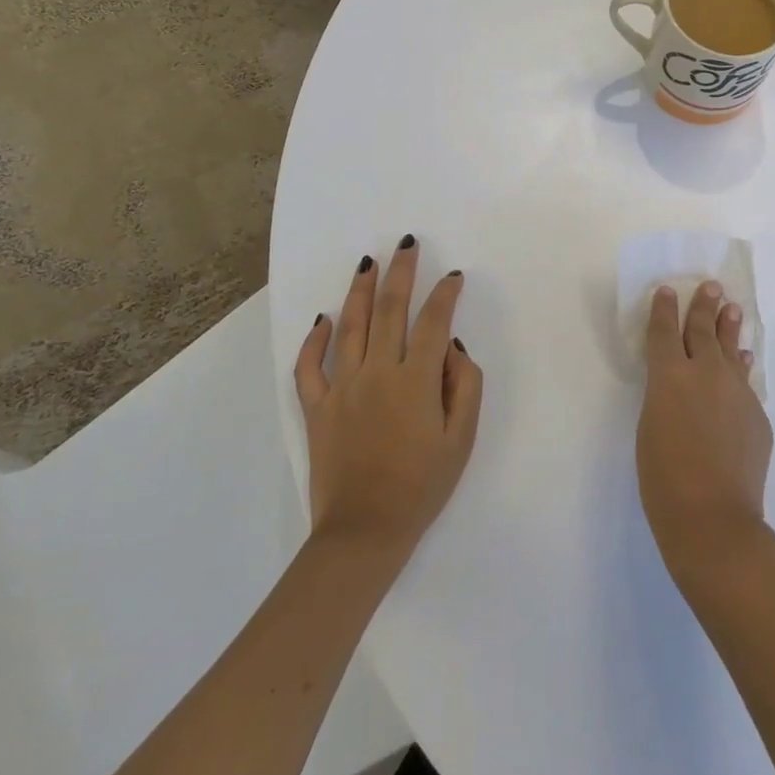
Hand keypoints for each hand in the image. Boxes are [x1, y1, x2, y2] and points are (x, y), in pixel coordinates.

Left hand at [295, 235, 483, 558]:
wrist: (365, 531)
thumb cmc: (423, 485)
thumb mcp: (462, 439)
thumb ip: (465, 385)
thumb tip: (452, 346)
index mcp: (416, 379)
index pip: (433, 321)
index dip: (445, 294)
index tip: (453, 277)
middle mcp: (377, 372)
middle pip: (389, 309)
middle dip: (401, 272)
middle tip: (406, 244)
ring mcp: (342, 387)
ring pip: (350, 326)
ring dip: (360, 290)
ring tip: (368, 263)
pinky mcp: (317, 408)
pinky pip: (309, 367)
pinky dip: (313, 340)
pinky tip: (321, 319)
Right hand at [637, 282, 773, 583]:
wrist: (713, 516)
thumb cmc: (663, 477)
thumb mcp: (650, 426)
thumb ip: (665, 396)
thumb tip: (680, 385)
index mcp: (670, 375)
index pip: (665, 331)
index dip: (664, 309)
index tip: (666, 290)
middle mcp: (706, 373)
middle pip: (704, 330)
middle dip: (704, 306)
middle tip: (711, 286)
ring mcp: (737, 392)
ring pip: (732, 350)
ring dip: (729, 328)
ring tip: (732, 309)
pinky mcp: (758, 414)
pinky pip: (745, 383)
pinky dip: (740, 369)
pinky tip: (743, 363)